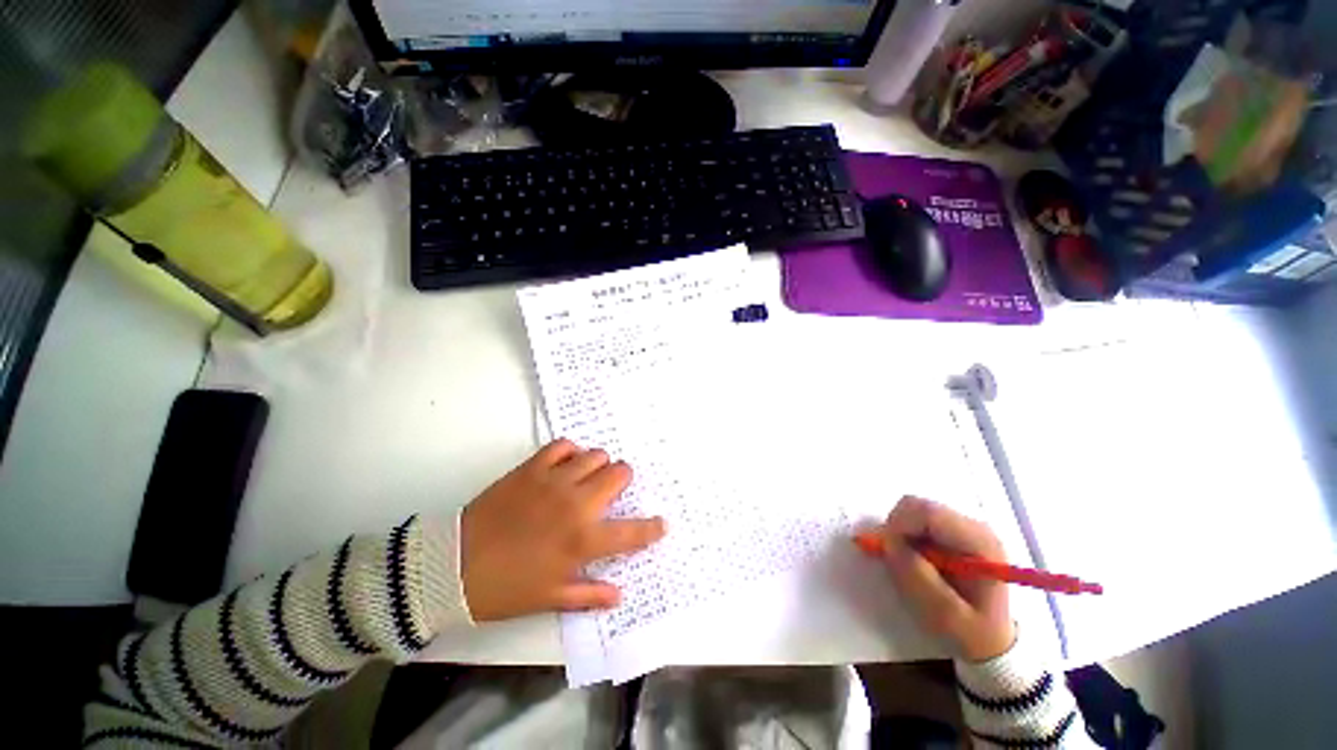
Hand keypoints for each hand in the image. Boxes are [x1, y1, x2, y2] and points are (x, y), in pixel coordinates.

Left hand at [459, 439, 665, 621]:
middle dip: (623, 480)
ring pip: (595, 455)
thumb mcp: (549, 598)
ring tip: (588, 477)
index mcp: (583, 540)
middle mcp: (576, 504)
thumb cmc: (505, 588)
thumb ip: (589, 595)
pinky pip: (563, 446)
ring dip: (599, 465)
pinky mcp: (532, 468)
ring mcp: (555, 481)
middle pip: (619, 474)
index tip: (661, 524)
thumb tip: (620, 595)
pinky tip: (566, 464)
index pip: (632, 532)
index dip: (652, 528)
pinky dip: (570, 451)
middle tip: (613, 490)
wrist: (453, 566)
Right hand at [879, 496, 1014, 661]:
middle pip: (918, 506)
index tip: (886, 550)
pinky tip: (915, 560)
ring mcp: (962, 525)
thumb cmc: (973, 632)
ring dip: (900, 533)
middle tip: (894, 559)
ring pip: (913, 510)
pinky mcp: (950, 530)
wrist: (992, 640)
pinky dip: (905, 535)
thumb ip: (919, 579)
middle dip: (897, 529)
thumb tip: (889, 544)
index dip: (899, 526)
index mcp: (980, 542)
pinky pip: (915, 519)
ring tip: (908, 564)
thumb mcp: (947, 616)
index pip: (929, 513)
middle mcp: (973, 526)